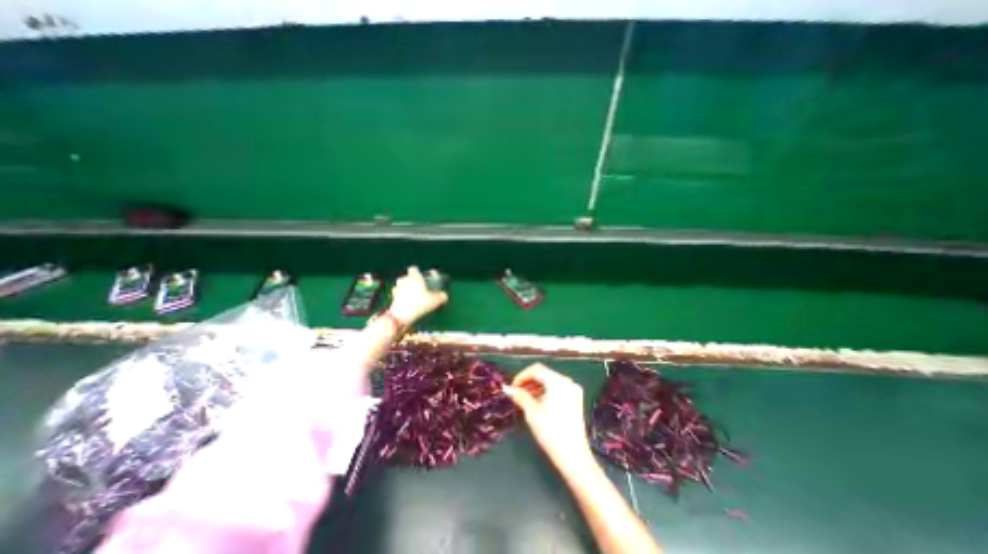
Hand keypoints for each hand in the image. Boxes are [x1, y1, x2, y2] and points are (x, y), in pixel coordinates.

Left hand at [388, 264, 449, 324]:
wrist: (401, 315)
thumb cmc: (419, 304)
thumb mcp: (435, 301)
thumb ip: (441, 296)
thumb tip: (445, 296)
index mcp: (414, 277)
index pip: (414, 268)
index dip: (418, 272)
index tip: (422, 277)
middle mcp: (404, 280)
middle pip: (405, 277)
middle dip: (410, 281)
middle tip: (418, 287)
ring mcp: (396, 289)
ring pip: (400, 285)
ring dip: (404, 288)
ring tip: (411, 296)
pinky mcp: (392, 298)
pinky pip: (396, 295)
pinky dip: (400, 297)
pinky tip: (406, 302)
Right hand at [505, 364, 588, 470]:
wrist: (574, 457)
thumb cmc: (551, 433)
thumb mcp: (532, 413)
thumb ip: (520, 396)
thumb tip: (507, 388)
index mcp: (558, 382)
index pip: (536, 369)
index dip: (522, 376)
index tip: (512, 387)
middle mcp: (568, 382)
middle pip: (544, 373)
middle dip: (529, 381)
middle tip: (517, 393)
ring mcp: (573, 390)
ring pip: (550, 381)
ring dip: (536, 387)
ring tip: (524, 399)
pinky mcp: (575, 399)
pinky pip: (557, 388)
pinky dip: (546, 392)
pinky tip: (537, 403)